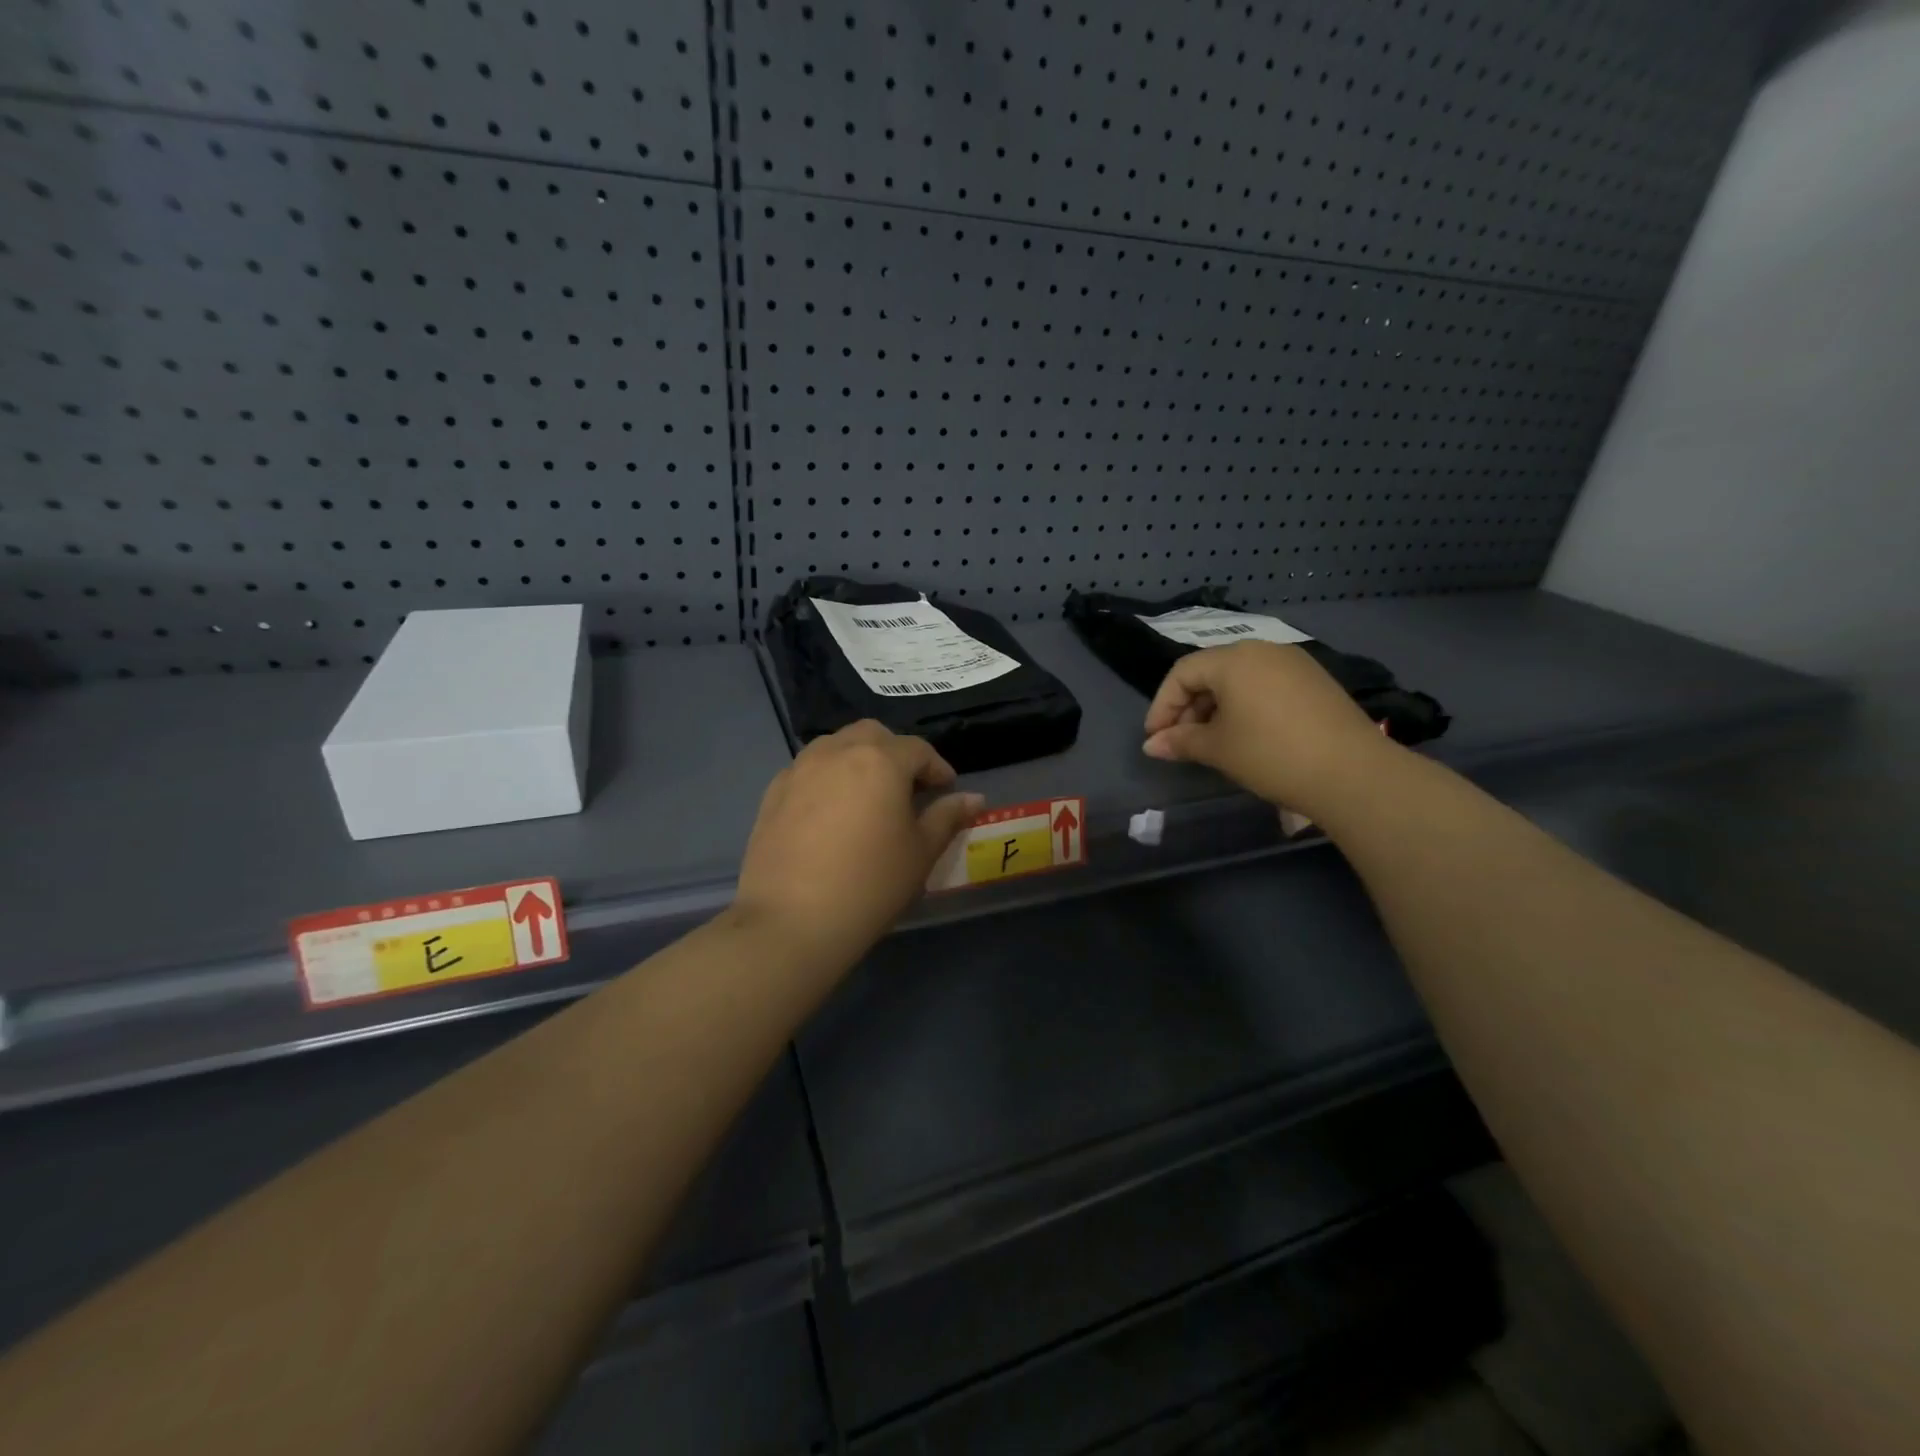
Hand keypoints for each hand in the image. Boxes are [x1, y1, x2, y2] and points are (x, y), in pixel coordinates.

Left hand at [731, 721, 983, 970]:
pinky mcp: (773, 793)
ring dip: (858, 759)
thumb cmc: (870, 884)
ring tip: (868, 797)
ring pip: (836, 746)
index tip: (946, 791)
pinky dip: (827, 778)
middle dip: (895, 753)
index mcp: (880, 760)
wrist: (791, 921)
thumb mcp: (920, 852)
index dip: (937, 768)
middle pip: (873, 735)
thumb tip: (973, 798)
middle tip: (908, 789)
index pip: (918, 750)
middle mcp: (837, 752)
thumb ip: (947, 817)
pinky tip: (831, 813)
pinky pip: (807, 770)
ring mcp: (799, 769)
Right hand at [1142, 642, 1397, 818]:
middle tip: (1180, 742)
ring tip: (1211, 741)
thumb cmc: (1271, 754)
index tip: (1155, 738)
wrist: (1353, 773)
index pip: (1182, 673)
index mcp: (1234, 659)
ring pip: (1239, 678)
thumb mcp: (1218, 749)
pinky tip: (1246, 735)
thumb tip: (1151, 745)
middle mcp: (1263, 649)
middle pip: (1211, 671)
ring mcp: (1294, 663)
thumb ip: (1180, 741)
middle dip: (1188, 707)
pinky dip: (1246, 706)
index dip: (1162, 705)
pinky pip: (1266, 685)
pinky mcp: (1315, 680)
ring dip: (1216, 707)